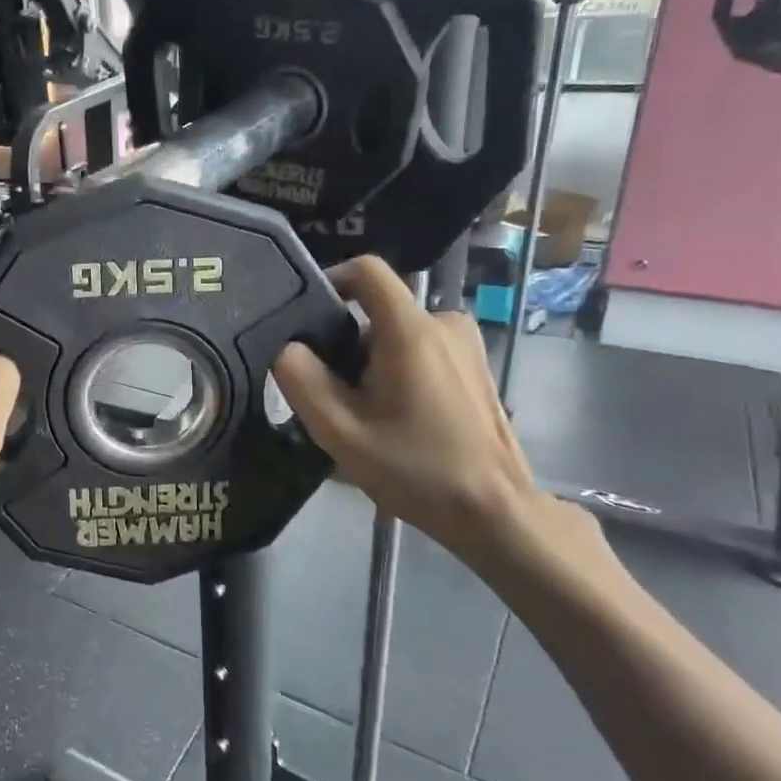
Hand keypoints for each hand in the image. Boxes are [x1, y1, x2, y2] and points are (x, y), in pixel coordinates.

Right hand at [273, 256, 560, 565]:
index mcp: (410, 329)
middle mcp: (444, 322)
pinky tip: (394, 418)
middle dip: (346, 342)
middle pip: (377, 310)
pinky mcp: (474, 365)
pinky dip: (398, 370)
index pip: (366, 270)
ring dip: (371, 362)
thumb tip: (288, 347)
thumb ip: (301, 379)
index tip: (306, 315)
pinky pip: (421, 349)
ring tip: (360, 412)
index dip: (331, 279)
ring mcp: (465, 343)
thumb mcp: (338, 431)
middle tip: (330, 392)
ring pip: (398, 333)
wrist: (492, 509)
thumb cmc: (414, 468)